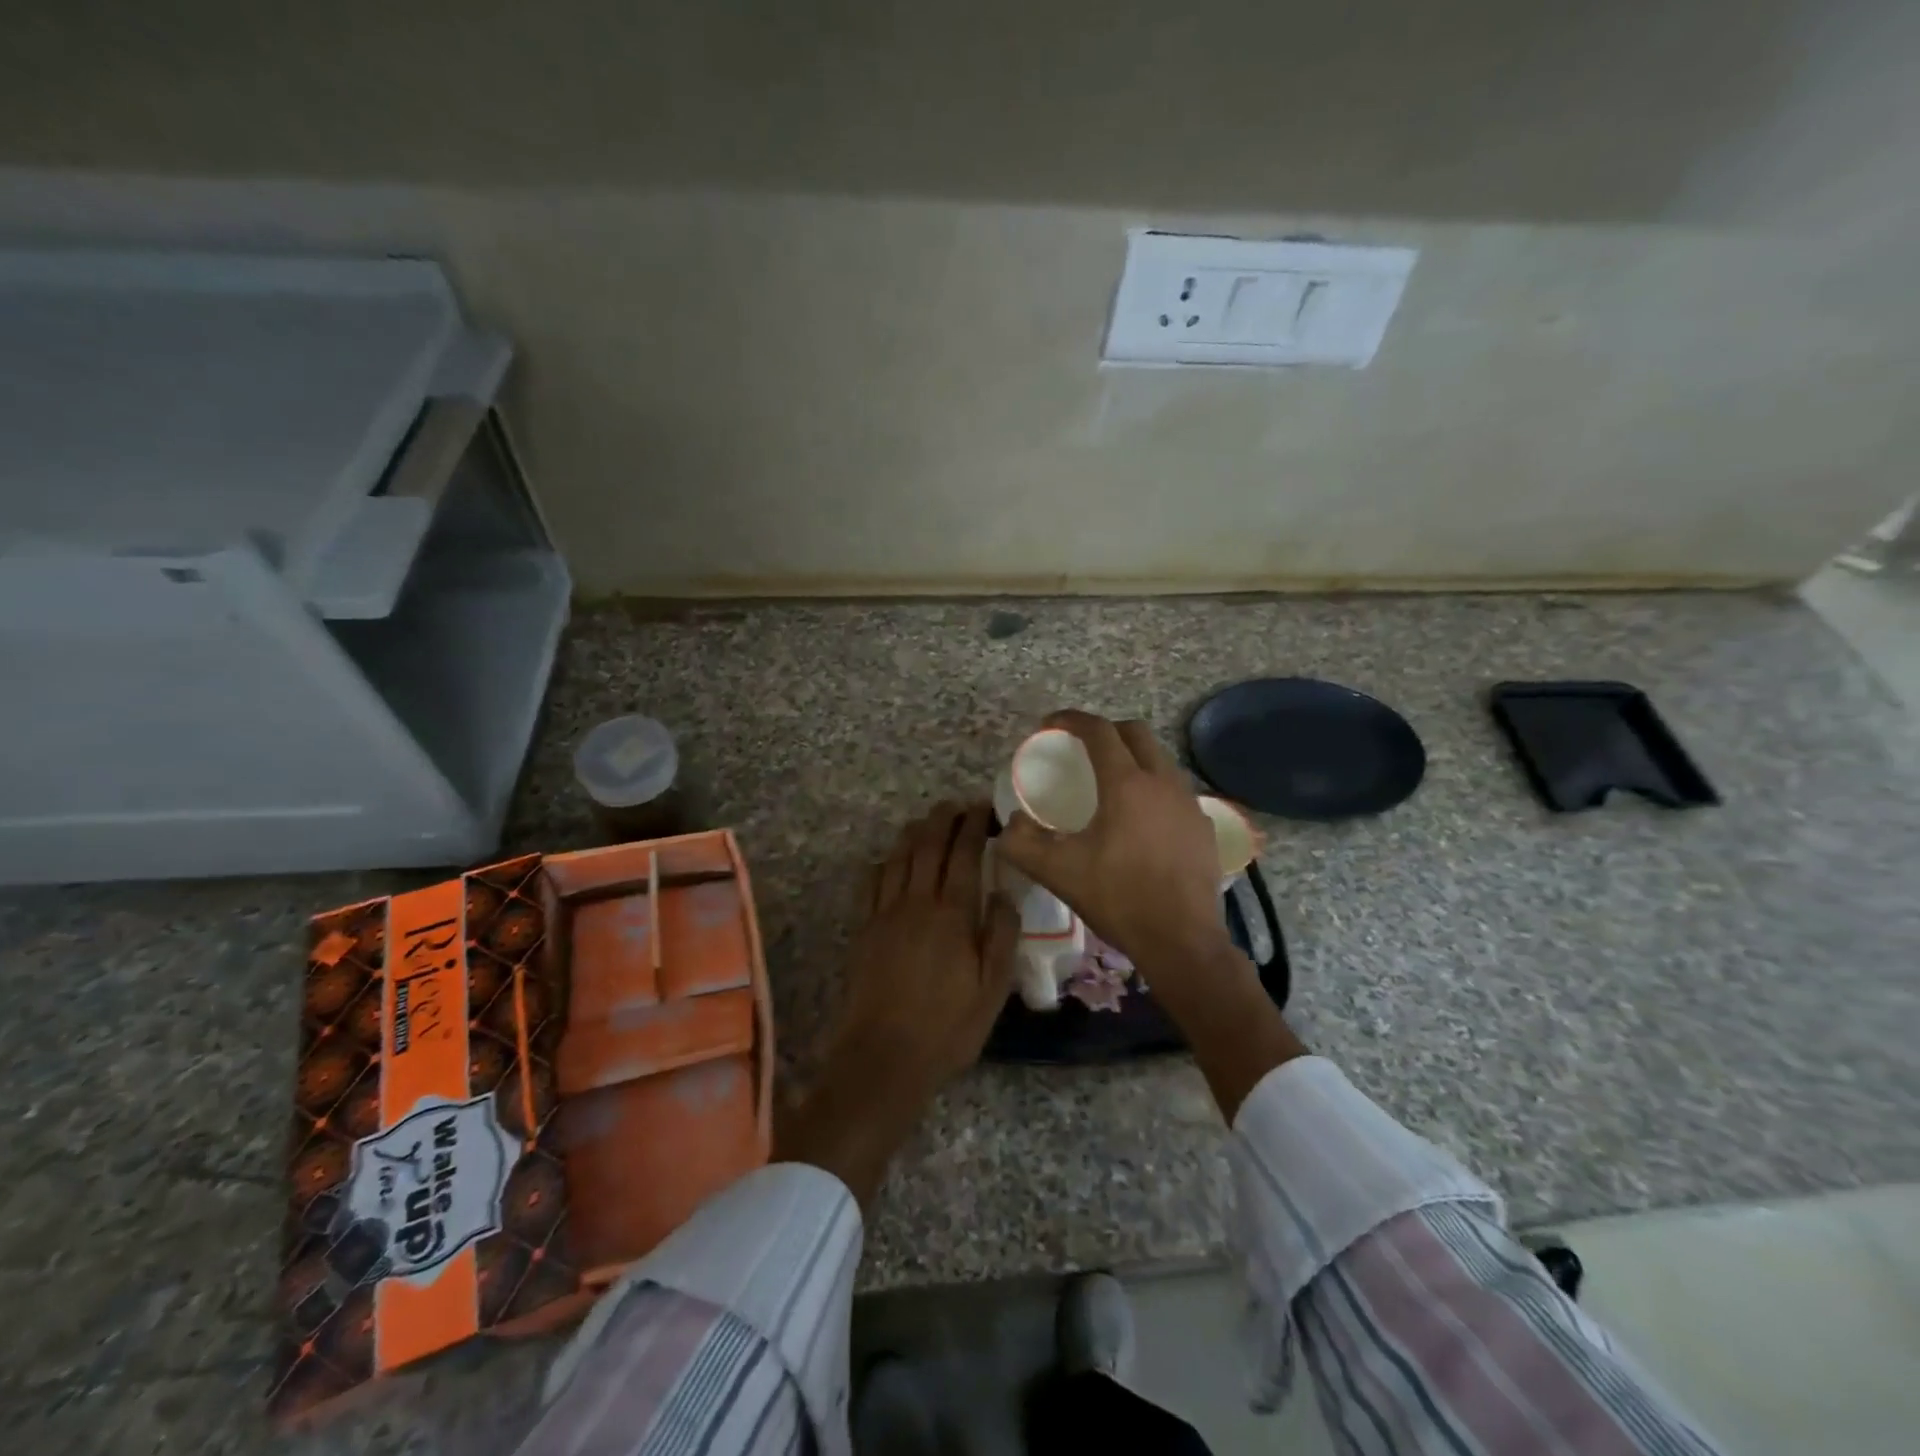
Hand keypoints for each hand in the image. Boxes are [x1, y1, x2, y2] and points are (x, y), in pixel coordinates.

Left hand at [777, 802, 1017, 1203]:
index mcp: (952, 913)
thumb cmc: (947, 1027)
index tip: (982, 808)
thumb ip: (1001, 935)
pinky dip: (884, 862)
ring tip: (926, 821)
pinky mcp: (864, 929)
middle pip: (928, 845)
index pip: (964, 853)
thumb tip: (1003, 893)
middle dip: (942, 818)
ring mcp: (885, 913)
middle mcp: (917, 902)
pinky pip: (872, 882)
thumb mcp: (993, 989)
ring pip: (898, 857)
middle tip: (955, 804)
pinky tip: (891, 860)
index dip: (973, 825)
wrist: (883, 1056)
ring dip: (913, 833)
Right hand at [995, 711, 1227, 977]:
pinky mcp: (1204, 826)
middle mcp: (1163, 782)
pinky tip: (1142, 818)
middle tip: (1081, 749)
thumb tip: (1008, 824)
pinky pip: (1175, 789)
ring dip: (1133, 757)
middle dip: (1105, 730)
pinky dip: (1154, 787)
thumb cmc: (1118, 899)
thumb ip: (1021, 843)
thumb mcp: (1057, 872)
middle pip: (1135, 733)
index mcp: (1126, 784)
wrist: (1181, 941)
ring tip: (1111, 782)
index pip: (1099, 731)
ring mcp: (1190, 803)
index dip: (1071, 719)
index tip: (1050, 724)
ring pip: (1160, 759)